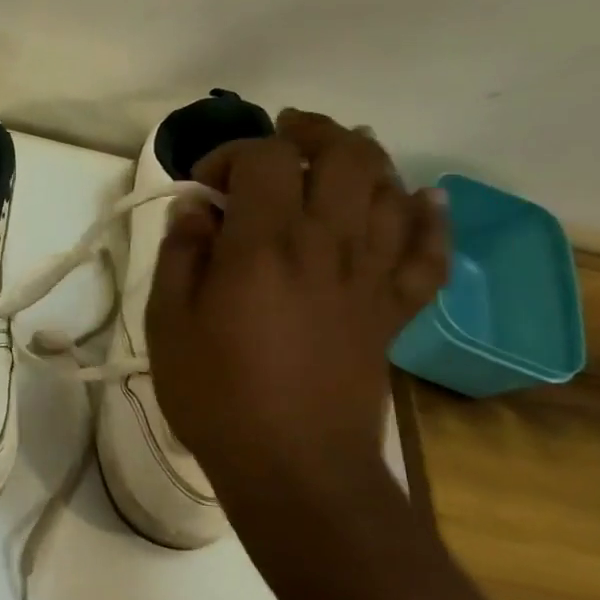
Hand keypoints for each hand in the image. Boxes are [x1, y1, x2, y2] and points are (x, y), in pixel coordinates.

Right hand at [145, 111, 448, 599]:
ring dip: (368, 160)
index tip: (204, 185)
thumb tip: (196, 211)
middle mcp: (327, 245)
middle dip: (312, 132)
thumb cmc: (216, 394)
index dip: (231, 154)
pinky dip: (432, 220)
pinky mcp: (393, 311)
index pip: (264, 160)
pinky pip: (429, 254)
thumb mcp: (168, 322)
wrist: (294, 467)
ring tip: (341, 153)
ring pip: (391, 191)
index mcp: (264, 244)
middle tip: (284, 134)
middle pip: (344, 157)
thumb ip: (181, 255)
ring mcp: (370, 277)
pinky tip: (425, 199)